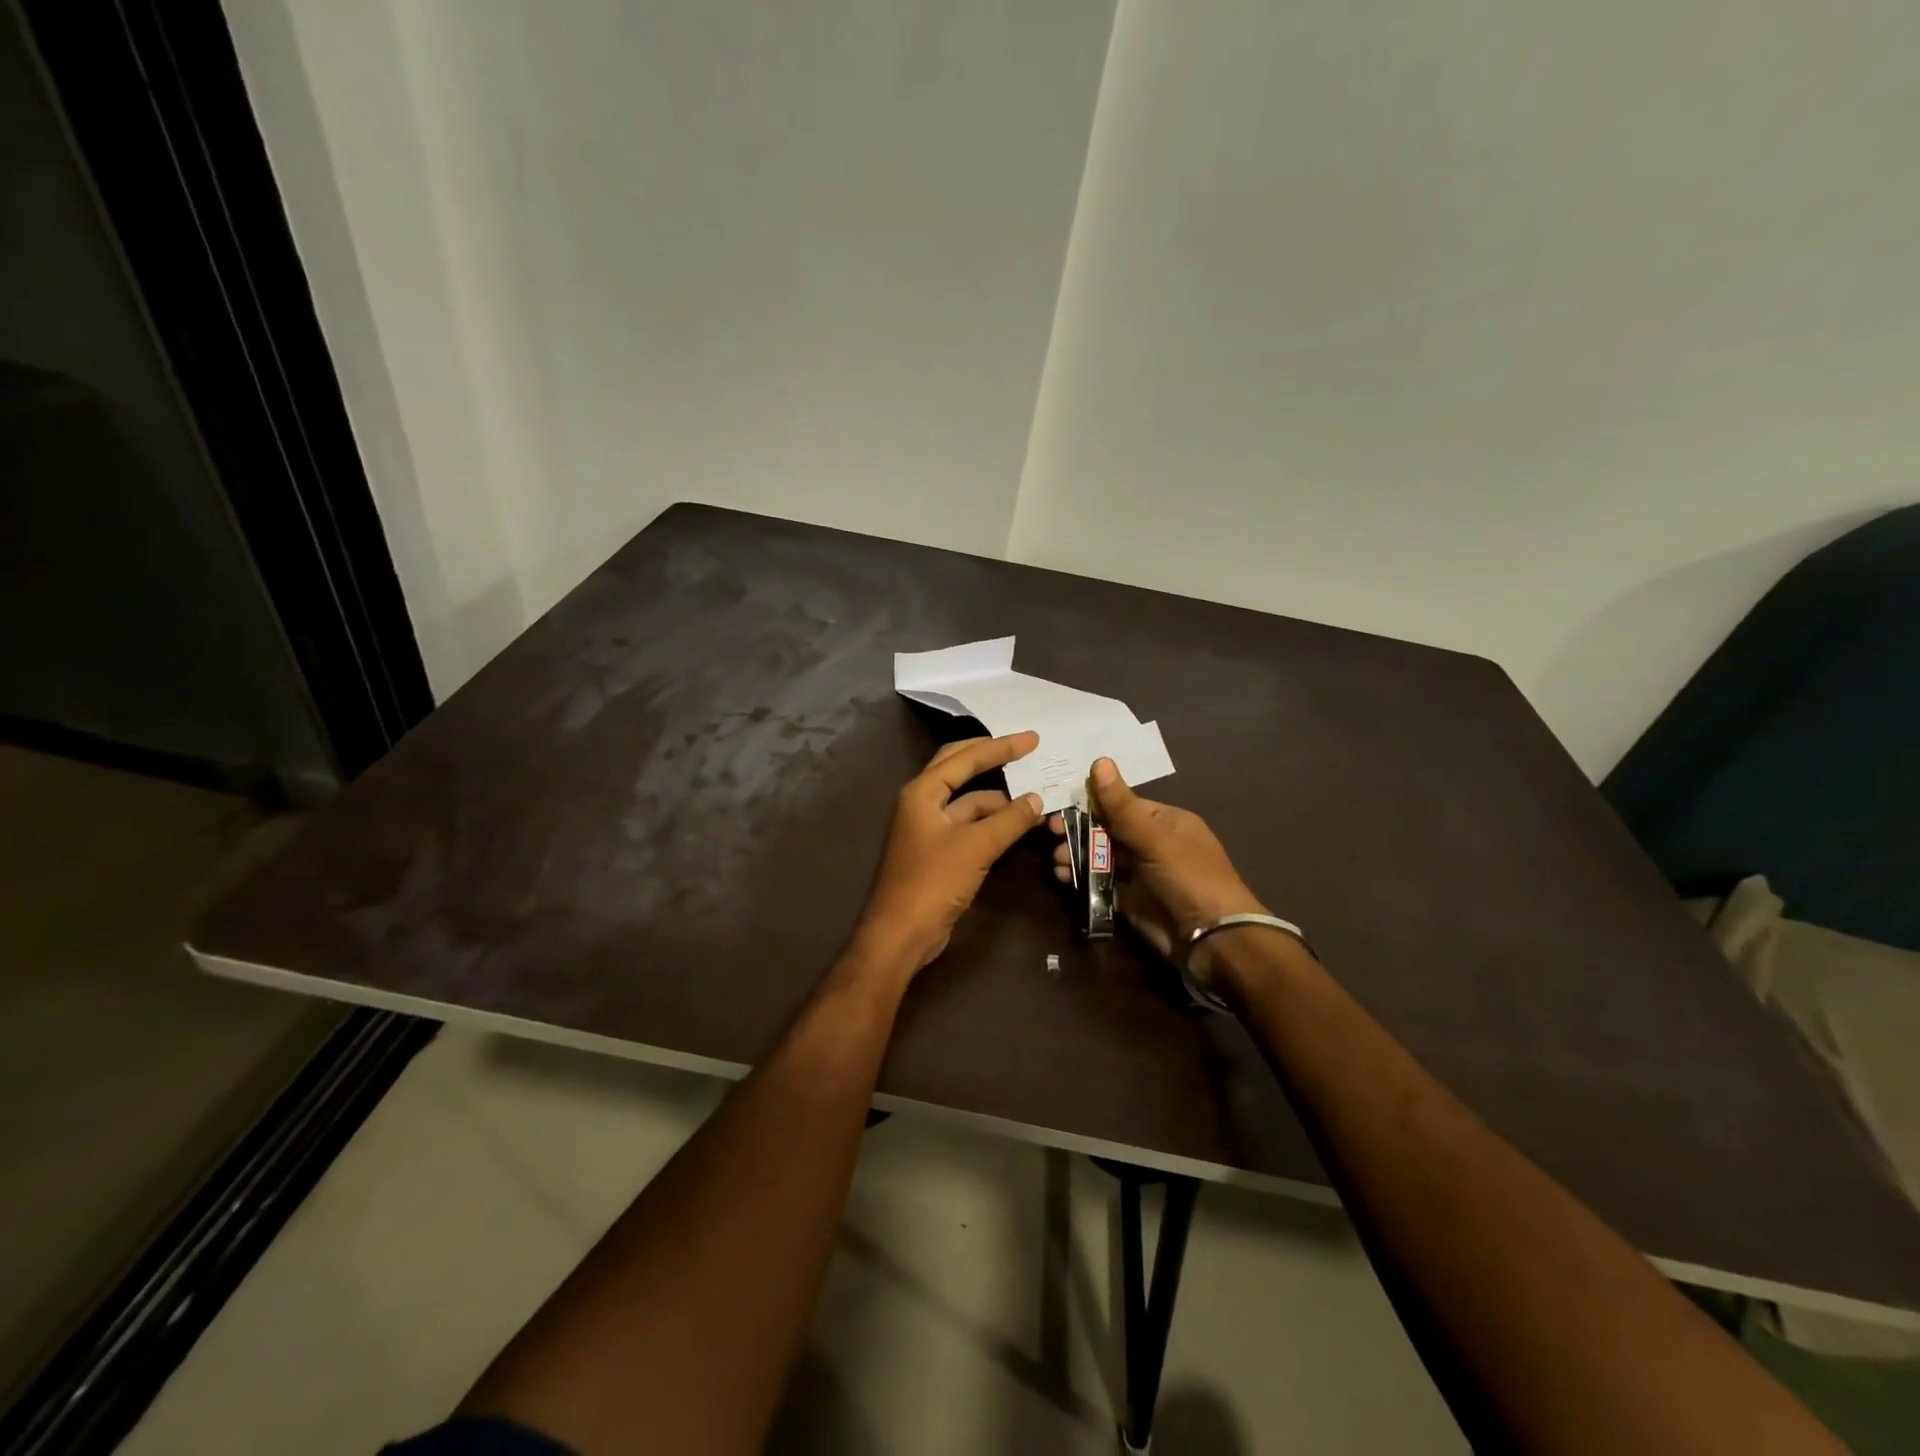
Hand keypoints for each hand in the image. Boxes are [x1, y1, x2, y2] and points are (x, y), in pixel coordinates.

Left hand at [851, 732, 1044, 977]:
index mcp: (923, 792)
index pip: (965, 757)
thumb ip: (1009, 820)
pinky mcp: (937, 851)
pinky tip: (1016, 823)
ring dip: (997, 798)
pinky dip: (991, 821)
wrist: (901, 934)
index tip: (1032, 740)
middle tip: (1027, 750)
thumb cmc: (933, 882)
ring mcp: (929, 828)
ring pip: (967, 801)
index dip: (1000, 746)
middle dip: (993, 758)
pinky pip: (968, 825)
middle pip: (960, 769)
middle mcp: (922, 803)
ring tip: (1033, 795)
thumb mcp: (976, 847)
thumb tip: (1037, 799)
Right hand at [1049, 757, 1264, 973]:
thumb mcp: (1155, 839)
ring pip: (1100, 856)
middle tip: (1050, 832)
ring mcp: (1140, 873)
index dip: (1090, 803)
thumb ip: (1122, 806)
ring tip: (1058, 860)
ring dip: (1076, 854)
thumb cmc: (1190, 878)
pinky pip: (1099, 882)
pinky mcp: (1129, 899)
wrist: (1214, 940)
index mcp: (1165, 821)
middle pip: (1106, 829)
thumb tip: (1099, 761)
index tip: (1059, 804)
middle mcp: (1152, 843)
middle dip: (1078, 830)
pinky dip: (1080, 877)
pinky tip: (1063, 876)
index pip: (1121, 804)